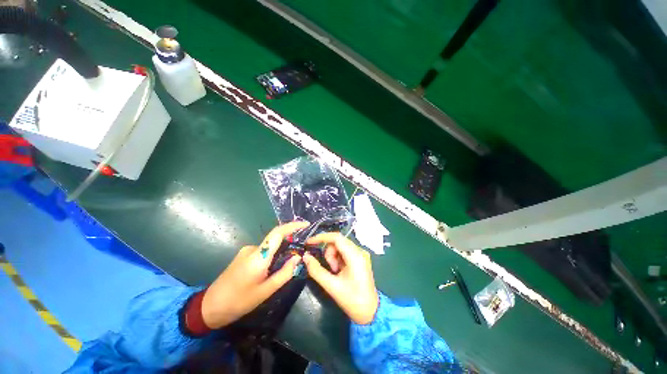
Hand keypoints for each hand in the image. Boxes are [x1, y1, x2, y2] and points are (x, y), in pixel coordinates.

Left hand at [201, 221, 309, 328]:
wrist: (209, 307)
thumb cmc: (239, 301)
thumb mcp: (265, 291)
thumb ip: (284, 273)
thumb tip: (298, 257)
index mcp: (258, 257)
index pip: (278, 233)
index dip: (293, 226)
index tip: (306, 224)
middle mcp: (252, 249)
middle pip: (276, 238)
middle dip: (290, 241)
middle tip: (300, 252)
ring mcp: (246, 251)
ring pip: (270, 246)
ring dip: (281, 251)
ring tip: (287, 265)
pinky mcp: (244, 255)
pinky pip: (263, 250)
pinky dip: (273, 255)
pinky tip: (273, 268)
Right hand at [302, 232, 378, 324]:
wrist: (370, 312)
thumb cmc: (352, 300)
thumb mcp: (331, 286)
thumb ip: (316, 270)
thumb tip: (305, 257)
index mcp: (355, 256)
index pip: (336, 238)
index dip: (321, 237)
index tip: (309, 243)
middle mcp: (359, 251)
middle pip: (338, 242)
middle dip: (329, 252)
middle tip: (330, 269)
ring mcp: (361, 254)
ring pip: (340, 246)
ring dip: (333, 256)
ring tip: (335, 272)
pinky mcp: (360, 258)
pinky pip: (344, 252)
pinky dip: (338, 258)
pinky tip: (339, 271)